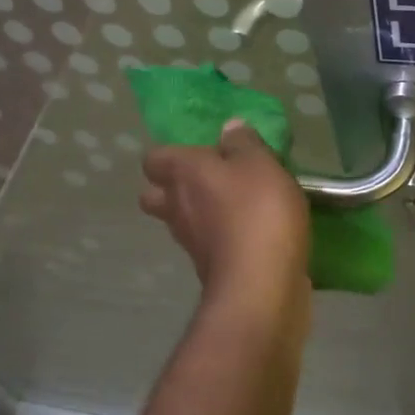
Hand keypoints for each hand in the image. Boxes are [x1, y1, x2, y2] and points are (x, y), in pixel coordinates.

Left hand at [140, 121, 310, 299]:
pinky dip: (222, 238)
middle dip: (174, 188)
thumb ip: (244, 142)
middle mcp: (176, 206)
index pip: (153, 158)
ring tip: (239, 205)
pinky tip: (252, 234)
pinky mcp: (208, 269)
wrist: (260, 287)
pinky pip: (208, 245)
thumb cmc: (257, 212)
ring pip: (182, 221)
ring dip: (201, 213)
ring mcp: (189, 242)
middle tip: (212, 180)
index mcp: (182, 173)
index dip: (171, 154)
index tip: (201, 152)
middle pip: (156, 195)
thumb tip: (228, 128)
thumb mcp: (260, 163)